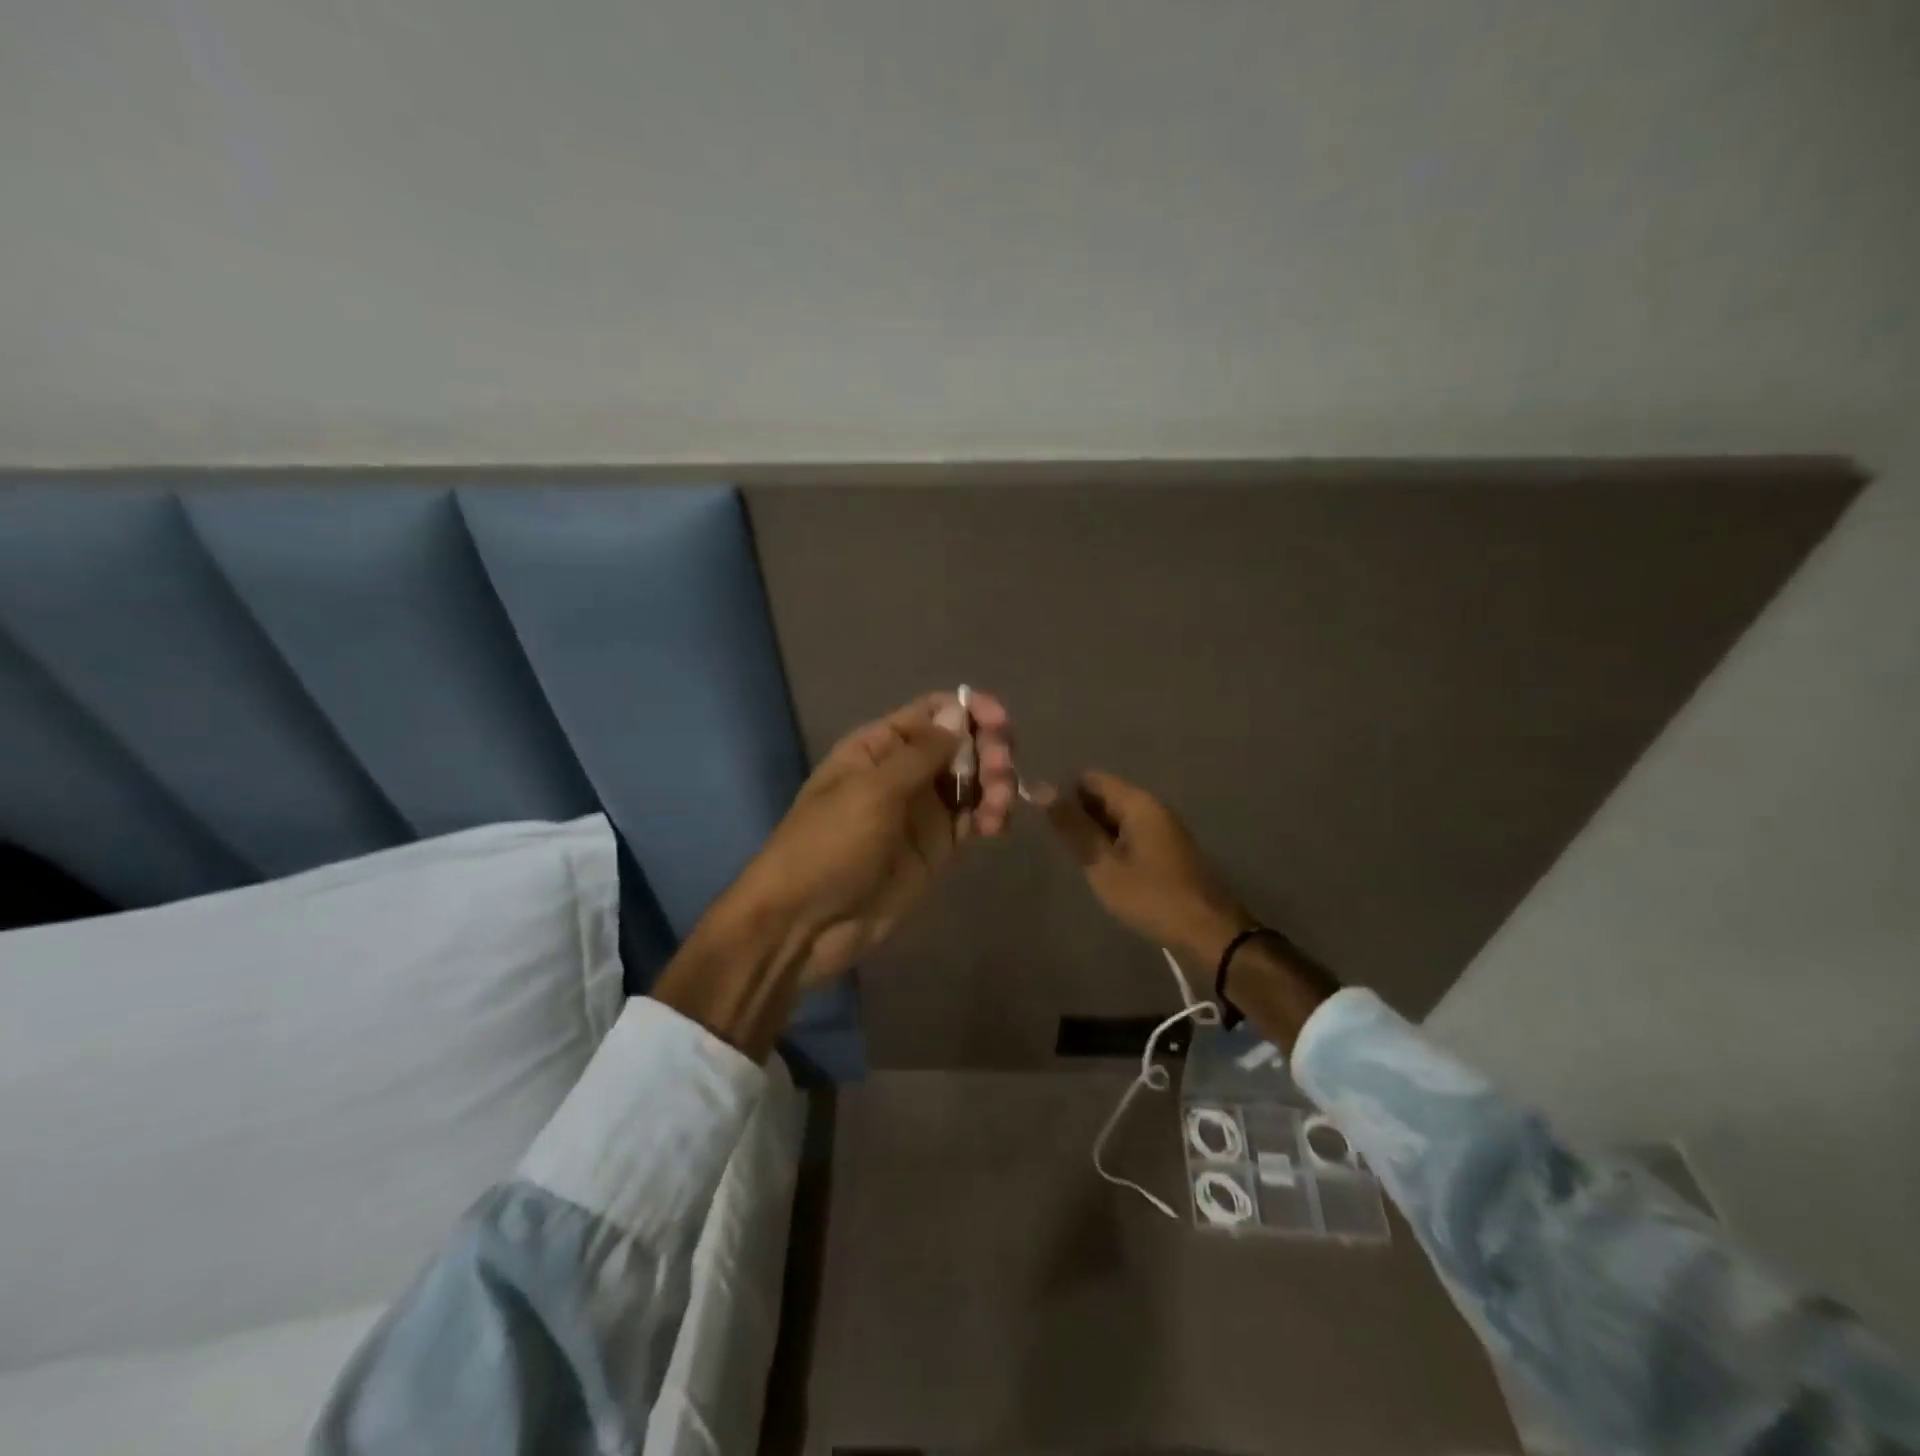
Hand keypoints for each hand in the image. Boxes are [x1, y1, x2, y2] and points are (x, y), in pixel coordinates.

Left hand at [730, 689, 1016, 986]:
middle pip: (961, 743)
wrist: (806, 923)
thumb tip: (958, 713)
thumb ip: (920, 753)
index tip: (999, 720)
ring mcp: (923, 811)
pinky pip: (975, 819)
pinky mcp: (938, 848)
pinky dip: (993, 815)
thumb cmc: (829, 845)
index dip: (969, 709)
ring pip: (975, 781)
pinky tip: (996, 825)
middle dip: (989, 748)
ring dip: (996, 783)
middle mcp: (905, 771)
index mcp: (879, 746)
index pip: (932, 711)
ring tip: (998, 806)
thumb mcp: (871, 791)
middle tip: (1002, 769)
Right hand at [1043, 770, 1254, 963]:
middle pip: (1104, 796)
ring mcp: (1162, 828)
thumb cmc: (1151, 895)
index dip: (1064, 794)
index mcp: (1138, 802)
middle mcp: (1152, 807)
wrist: (1208, 932)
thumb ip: (1073, 827)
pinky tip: (1101, 869)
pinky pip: (1130, 835)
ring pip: (1116, 818)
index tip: (1044, 820)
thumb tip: (1041, 789)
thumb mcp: (1103, 863)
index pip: (1090, 778)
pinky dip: (1111, 846)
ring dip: (1094, 834)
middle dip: (1078, 815)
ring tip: (1076, 859)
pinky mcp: (1166, 849)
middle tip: (1057, 845)